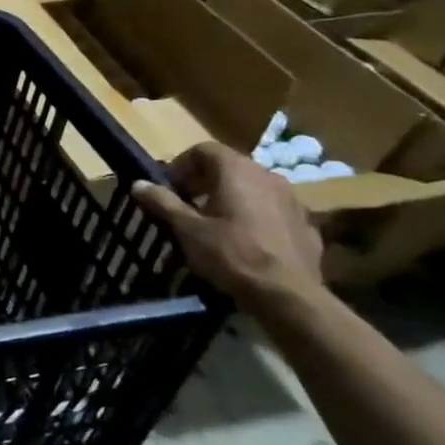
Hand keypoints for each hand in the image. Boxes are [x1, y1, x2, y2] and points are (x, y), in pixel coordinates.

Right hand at [131, 142, 324, 303]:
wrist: (288, 295)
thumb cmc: (231, 255)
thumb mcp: (187, 229)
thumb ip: (163, 202)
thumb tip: (138, 184)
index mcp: (237, 171)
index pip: (204, 150)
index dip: (182, 165)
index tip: (170, 189)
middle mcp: (268, 176)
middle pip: (230, 166)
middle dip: (204, 182)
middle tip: (187, 206)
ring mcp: (293, 199)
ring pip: (253, 187)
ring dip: (231, 197)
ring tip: (215, 224)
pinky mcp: (306, 224)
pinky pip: (272, 210)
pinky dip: (255, 216)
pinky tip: (245, 241)